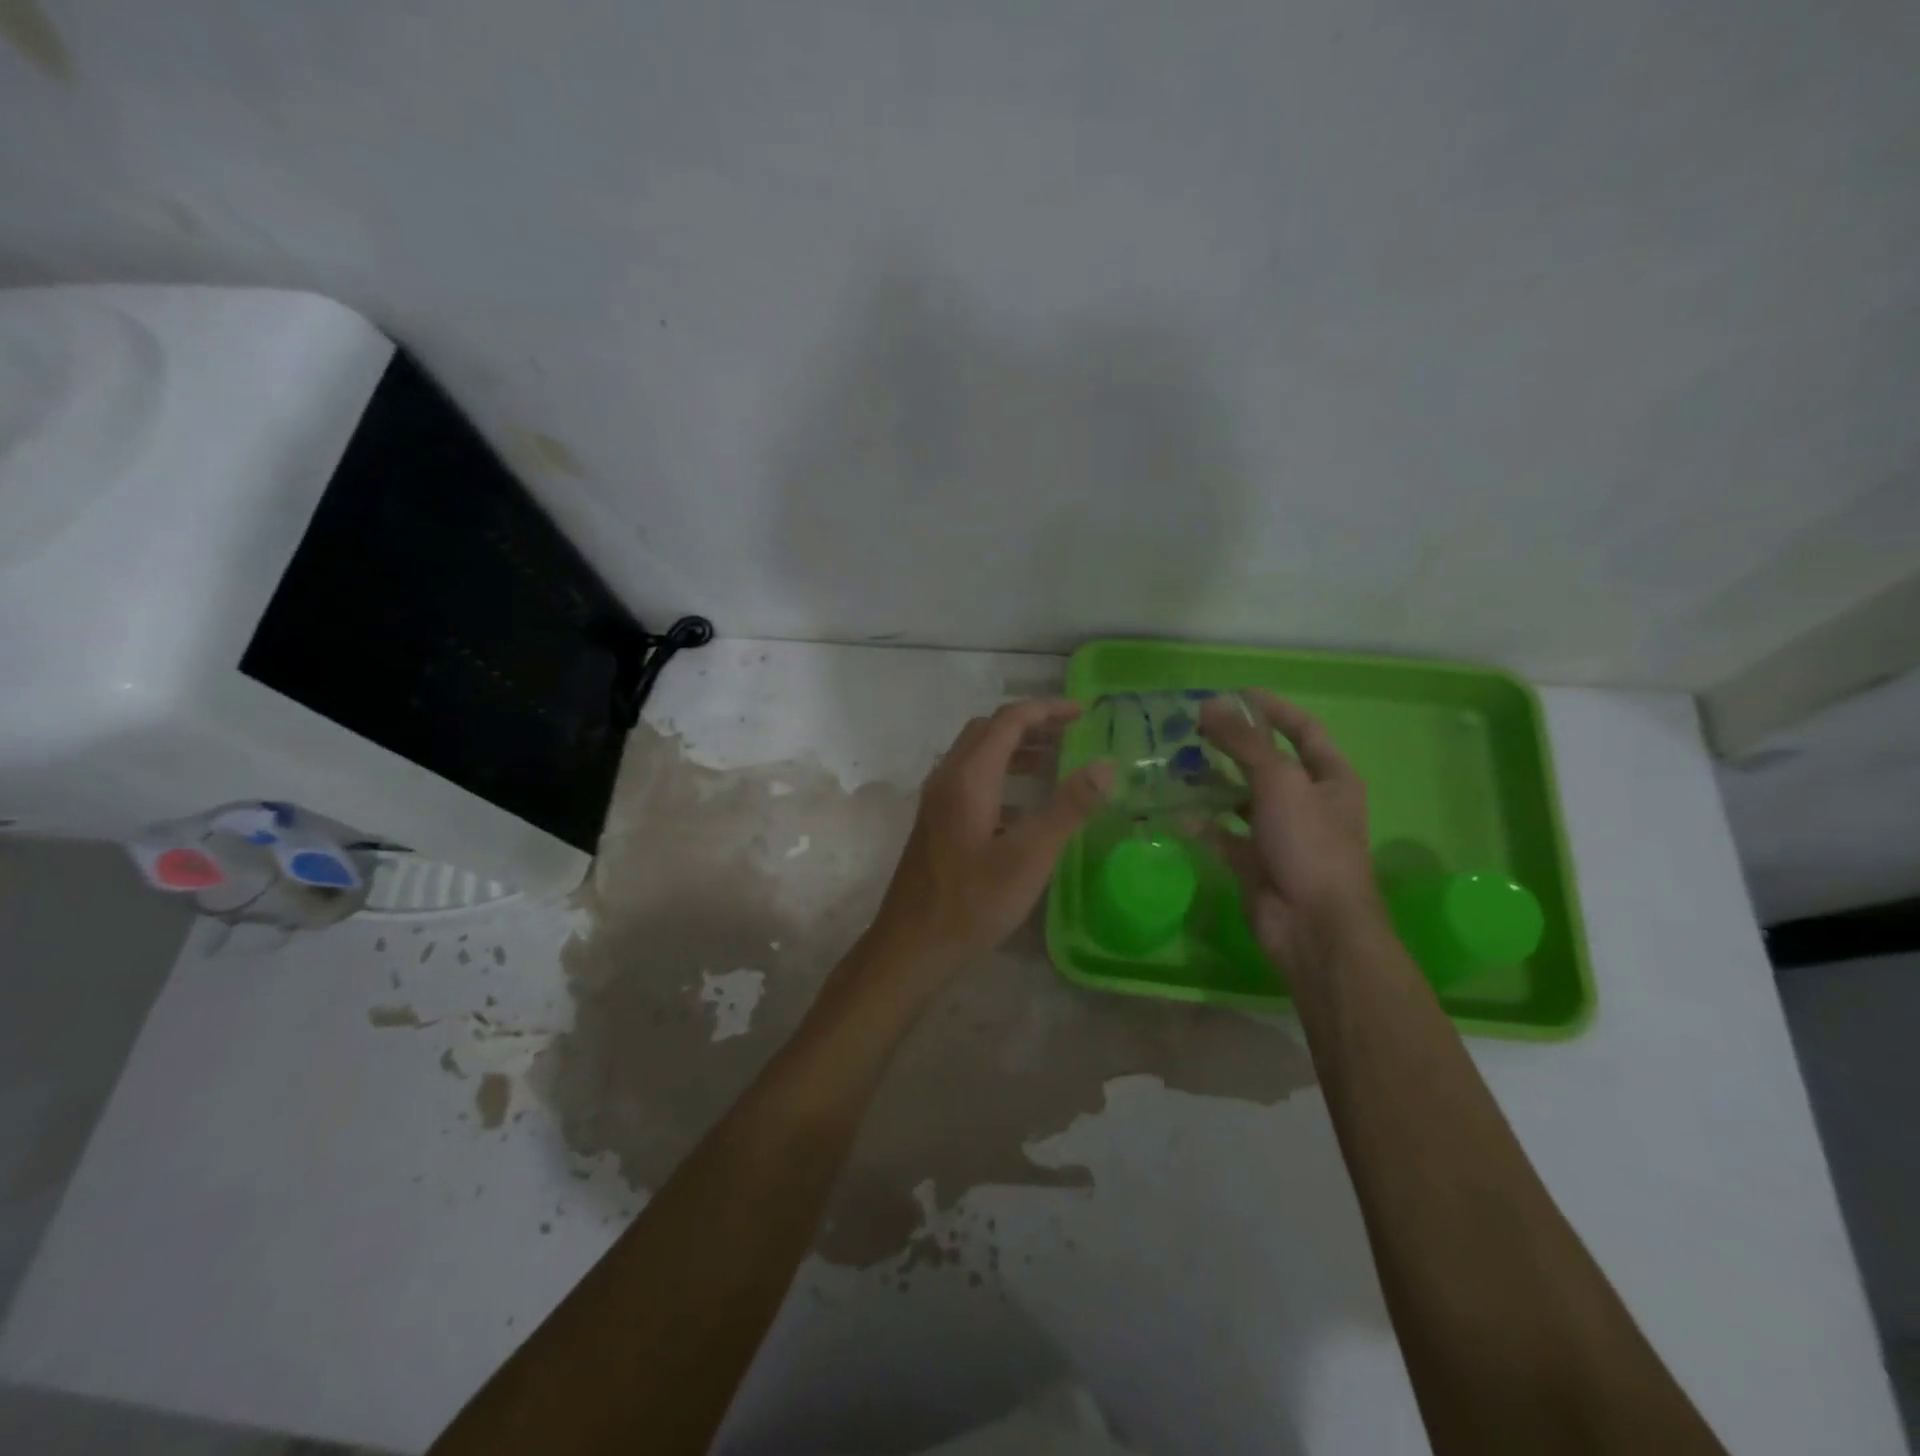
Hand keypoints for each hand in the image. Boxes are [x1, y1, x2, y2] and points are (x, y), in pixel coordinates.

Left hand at [863, 700, 1113, 984]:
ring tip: (1053, 763)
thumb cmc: (972, 901)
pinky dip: (1000, 777)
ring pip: (976, 756)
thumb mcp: (1030, 856)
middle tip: (1069, 734)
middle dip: (1030, 724)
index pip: (1009, 720)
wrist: (911, 946)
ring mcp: (936, 802)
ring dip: (1014, 750)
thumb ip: (1068, 807)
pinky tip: (1023, 808)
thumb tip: (1105, 764)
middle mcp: (947, 778)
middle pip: (988, 731)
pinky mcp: (935, 824)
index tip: (1084, 713)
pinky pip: (969, 781)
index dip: (1047, 710)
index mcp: (968, 777)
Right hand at [1200, 690, 1385, 973]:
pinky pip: (1223, 834)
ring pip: (1241, 799)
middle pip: (1266, 763)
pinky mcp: (1254, 862)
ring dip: (1212, 783)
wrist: (1313, 926)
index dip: (1272, 709)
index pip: (1303, 730)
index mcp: (1330, 779)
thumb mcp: (1280, 781)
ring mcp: (1280, 834)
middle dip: (1232, 745)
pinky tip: (1174, 809)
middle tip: (1192, 728)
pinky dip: (1202, 823)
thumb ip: (1244, 742)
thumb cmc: (1310, 844)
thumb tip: (1209, 705)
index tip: (1234, 693)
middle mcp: (1306, 802)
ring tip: (1175, 763)